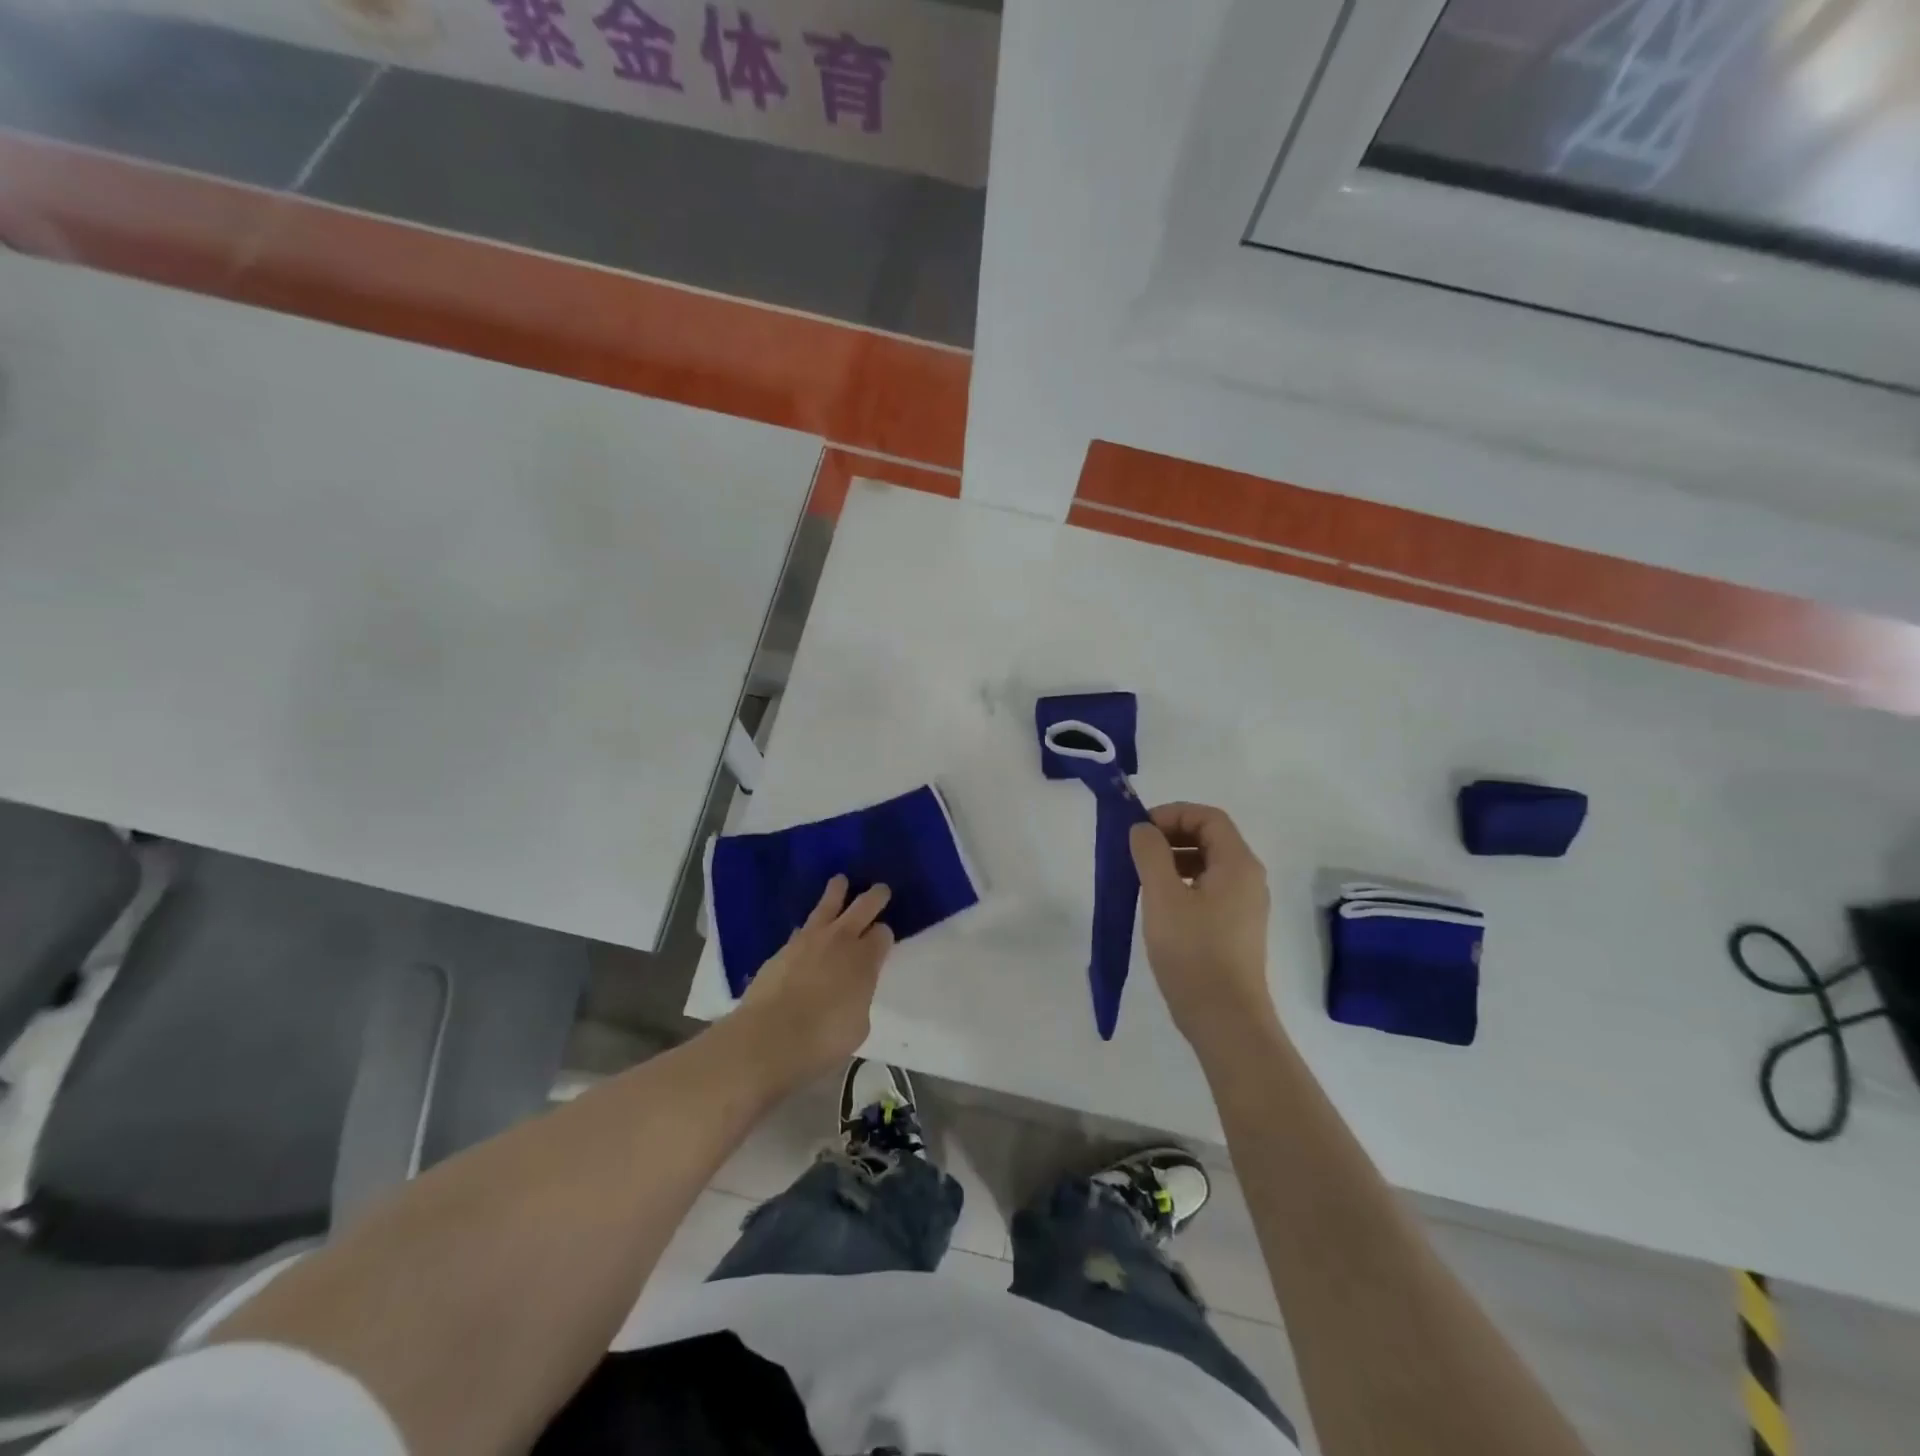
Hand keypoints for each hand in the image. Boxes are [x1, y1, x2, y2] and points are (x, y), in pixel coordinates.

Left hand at [735, 876, 894, 1085]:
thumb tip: (851, 992)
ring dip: (837, 891)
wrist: (769, 1037)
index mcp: (866, 959)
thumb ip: (859, 998)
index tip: (883, 940)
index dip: (885, 935)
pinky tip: (807, 929)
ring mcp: (809, 939)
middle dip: (875, 896)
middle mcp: (841, 940)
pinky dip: (809, 925)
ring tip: (840, 881)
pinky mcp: (783, 948)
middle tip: (881, 890)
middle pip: (864, 906)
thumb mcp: (858, 1025)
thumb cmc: (823, 1039)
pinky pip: (802, 927)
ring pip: (828, 904)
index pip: (883, 933)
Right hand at [1129, 803, 1275, 1052]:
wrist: (1225, 1019)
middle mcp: (1248, 878)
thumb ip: (1150, 853)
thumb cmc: (1193, 952)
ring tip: (1141, 876)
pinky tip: (1159, 903)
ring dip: (1174, 859)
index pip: (1208, 817)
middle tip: (1136, 850)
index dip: (1172, 813)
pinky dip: (1182, 882)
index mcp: (1238, 864)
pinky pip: (1209, 888)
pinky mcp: (1235, 927)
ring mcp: (1245, 905)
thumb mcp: (1162, 896)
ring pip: (1208, 864)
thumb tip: (1142, 828)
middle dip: (1171, 835)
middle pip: (1210, 837)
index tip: (1139, 830)